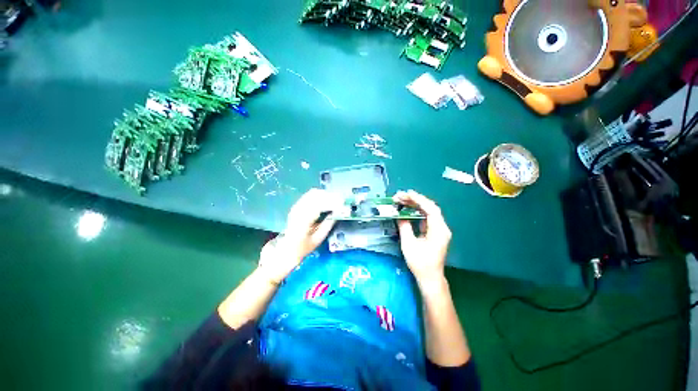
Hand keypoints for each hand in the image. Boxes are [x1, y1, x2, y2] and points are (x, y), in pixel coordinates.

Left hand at [258, 188, 343, 283]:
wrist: (287, 248)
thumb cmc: (303, 247)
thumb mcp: (318, 239)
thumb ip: (329, 224)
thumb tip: (339, 213)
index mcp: (303, 220)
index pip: (320, 205)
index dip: (333, 203)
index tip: (343, 205)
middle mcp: (298, 210)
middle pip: (317, 195)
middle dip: (331, 197)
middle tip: (341, 203)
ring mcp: (297, 206)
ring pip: (314, 193)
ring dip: (326, 195)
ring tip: (335, 201)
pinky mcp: (297, 205)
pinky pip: (310, 195)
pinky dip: (320, 196)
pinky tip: (326, 201)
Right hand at [393, 190, 451, 286]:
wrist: (430, 277)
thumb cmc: (420, 263)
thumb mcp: (409, 244)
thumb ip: (404, 227)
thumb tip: (399, 215)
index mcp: (439, 230)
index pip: (430, 209)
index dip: (419, 199)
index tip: (407, 193)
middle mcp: (442, 228)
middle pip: (430, 208)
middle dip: (415, 200)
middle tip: (400, 196)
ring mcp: (439, 230)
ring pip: (428, 212)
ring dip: (415, 205)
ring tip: (402, 200)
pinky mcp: (435, 232)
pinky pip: (426, 217)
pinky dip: (417, 212)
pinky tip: (408, 209)